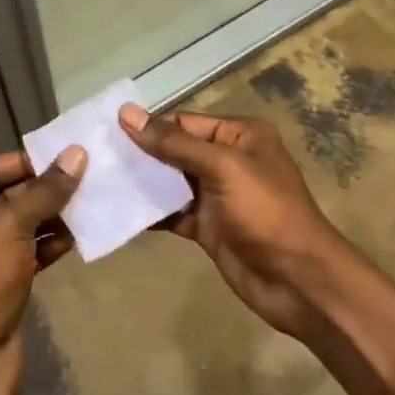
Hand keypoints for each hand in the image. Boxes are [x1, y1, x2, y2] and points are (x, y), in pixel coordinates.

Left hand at [0, 146, 85, 394]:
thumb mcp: (8, 227)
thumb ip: (43, 191)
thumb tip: (76, 154)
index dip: (20, 162)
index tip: (59, 157)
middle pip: (1, 200)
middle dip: (40, 191)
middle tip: (82, 179)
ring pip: (17, 230)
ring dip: (48, 218)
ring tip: (86, 205)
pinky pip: (24, 258)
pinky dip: (47, 247)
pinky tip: (75, 239)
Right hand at [120, 104, 351, 336]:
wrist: (298, 281)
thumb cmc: (266, 212)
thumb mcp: (222, 168)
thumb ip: (174, 143)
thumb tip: (127, 114)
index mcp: (240, 137)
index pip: (184, 123)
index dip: (149, 127)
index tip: (106, 132)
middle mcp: (228, 160)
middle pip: (175, 151)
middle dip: (141, 155)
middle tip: (95, 157)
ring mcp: (217, 196)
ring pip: (171, 182)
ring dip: (141, 184)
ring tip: (99, 181)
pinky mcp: (208, 227)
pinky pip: (173, 212)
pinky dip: (150, 212)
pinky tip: (119, 211)